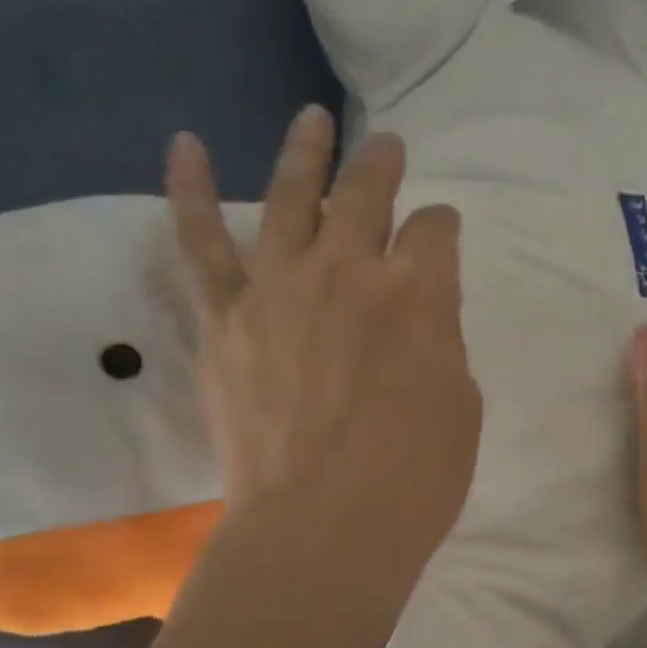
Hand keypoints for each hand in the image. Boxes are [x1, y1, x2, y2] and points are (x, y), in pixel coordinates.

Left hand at [167, 107, 481, 568]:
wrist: (323, 530)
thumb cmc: (414, 479)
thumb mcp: (461, 405)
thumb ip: (442, 342)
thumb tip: (420, 315)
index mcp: (419, 292)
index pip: (435, 230)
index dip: (441, 228)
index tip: (441, 236)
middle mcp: (349, 270)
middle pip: (367, 193)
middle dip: (383, 167)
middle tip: (389, 149)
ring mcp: (279, 288)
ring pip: (292, 196)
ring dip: (306, 151)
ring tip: (311, 117)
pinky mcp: (226, 318)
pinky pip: (201, 242)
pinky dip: (191, 190)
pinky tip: (186, 146)